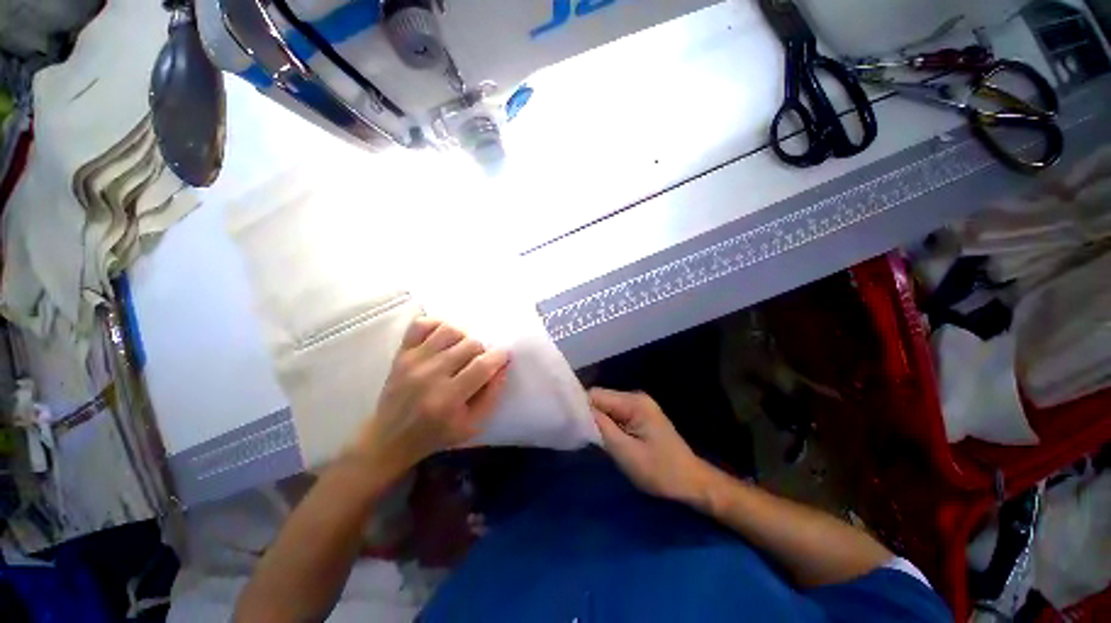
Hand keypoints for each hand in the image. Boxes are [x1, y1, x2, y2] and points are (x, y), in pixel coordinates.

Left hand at [349, 318, 509, 477]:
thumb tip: (502, 366)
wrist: (390, 438)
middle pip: (470, 344)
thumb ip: (492, 395)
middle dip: (482, 351)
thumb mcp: (472, 425)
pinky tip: (443, 339)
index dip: (499, 357)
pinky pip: (422, 324)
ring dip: (463, 338)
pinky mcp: (401, 353)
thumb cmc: (436, 435)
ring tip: (461, 351)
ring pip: (450, 330)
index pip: (482, 365)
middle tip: (478, 363)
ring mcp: (413, 361)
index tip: (503, 357)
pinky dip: (438, 325)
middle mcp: (430, 376)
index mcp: (448, 399)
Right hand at [590, 388, 710, 504]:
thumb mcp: (626, 452)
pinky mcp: (639, 415)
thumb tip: (579, 411)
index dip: (581, 407)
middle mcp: (635, 397)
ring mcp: (638, 405)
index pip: (596, 395)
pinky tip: (605, 438)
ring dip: (598, 421)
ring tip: (591, 439)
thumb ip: (602, 428)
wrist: (691, 482)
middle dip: (589, 415)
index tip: (570, 424)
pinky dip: (607, 424)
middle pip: (601, 398)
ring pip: (606, 406)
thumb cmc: (660, 471)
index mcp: (634, 403)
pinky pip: (615, 413)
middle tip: (581, 436)